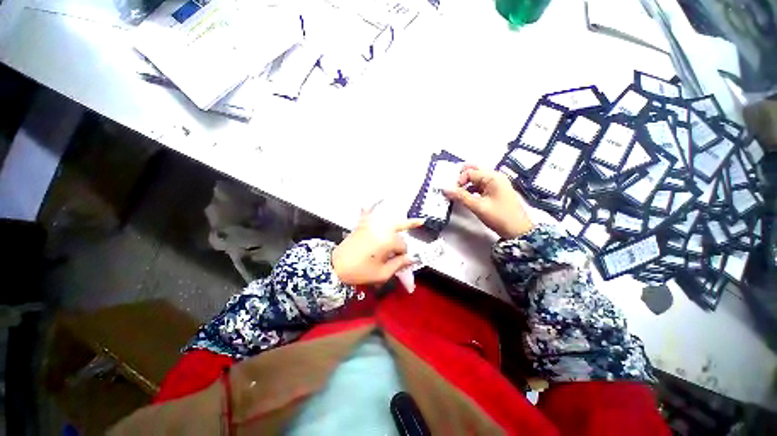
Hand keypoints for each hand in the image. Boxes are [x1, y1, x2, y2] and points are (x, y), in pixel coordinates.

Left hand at [332, 211, 424, 285]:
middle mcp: (381, 228)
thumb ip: (399, 264)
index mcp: (388, 241)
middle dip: (400, 244)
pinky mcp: (362, 225)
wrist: (335, 266)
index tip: (398, 263)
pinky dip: (374, 206)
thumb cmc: (360, 271)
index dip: (402, 256)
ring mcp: (371, 224)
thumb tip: (413, 259)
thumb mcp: (382, 274)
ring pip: (391, 222)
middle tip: (403, 246)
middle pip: (399, 234)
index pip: (403, 247)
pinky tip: (380, 197)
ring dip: (400, 222)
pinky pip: (369, 212)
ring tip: (414, 219)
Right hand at [443, 165, 533, 238]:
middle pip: (474, 171)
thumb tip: (445, 189)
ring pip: (476, 179)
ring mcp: (496, 184)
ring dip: (466, 184)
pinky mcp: (495, 191)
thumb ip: (461, 196)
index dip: (459, 181)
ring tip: (458, 194)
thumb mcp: (478, 206)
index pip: (470, 172)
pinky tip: (467, 197)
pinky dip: (472, 189)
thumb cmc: (499, 217)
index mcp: (493, 177)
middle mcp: (495, 177)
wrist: (518, 231)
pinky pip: (480, 186)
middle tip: (454, 189)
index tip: (453, 192)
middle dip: (462, 178)